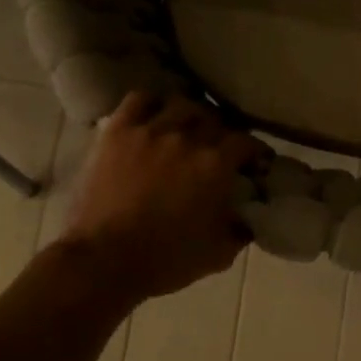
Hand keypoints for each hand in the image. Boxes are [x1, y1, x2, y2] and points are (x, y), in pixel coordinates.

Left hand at [51, 93, 264, 304]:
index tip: (256, 162)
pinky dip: (150, 104)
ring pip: (181, 104)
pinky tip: (153, 117)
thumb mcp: (219, 254)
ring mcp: (151, 130)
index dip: (255, 151)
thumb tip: (250, 219)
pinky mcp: (118, 131)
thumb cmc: (166, 260)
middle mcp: (188, 138)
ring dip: (190, 115)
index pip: (247, 142)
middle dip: (223, 132)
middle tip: (220, 147)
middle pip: (216, 119)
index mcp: (216, 164)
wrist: (104, 261)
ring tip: (186, 127)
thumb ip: (241, 230)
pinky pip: (139, 100)